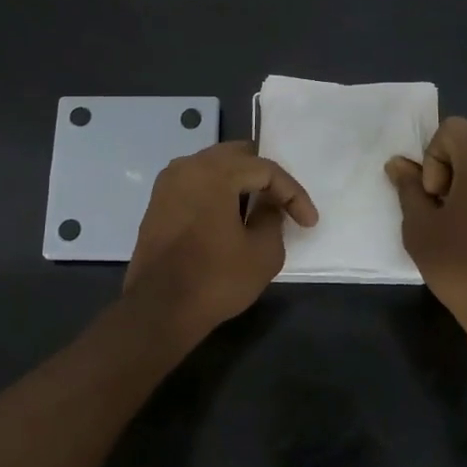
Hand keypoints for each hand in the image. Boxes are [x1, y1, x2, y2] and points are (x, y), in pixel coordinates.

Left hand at [124, 141, 317, 345]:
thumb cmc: (215, 280)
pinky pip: (196, 183)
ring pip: (214, 167)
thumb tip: (267, 207)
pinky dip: (217, 192)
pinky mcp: (158, 203)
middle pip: (237, 157)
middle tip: (284, 203)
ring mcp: (168, 184)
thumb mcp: (263, 253)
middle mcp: (187, 167)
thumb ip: (273, 219)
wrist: (158, 309)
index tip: (309, 222)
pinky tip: (231, 216)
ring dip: (239, 183)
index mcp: (214, 172)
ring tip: (259, 208)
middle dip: (265, 178)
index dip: (293, 193)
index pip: (264, 169)